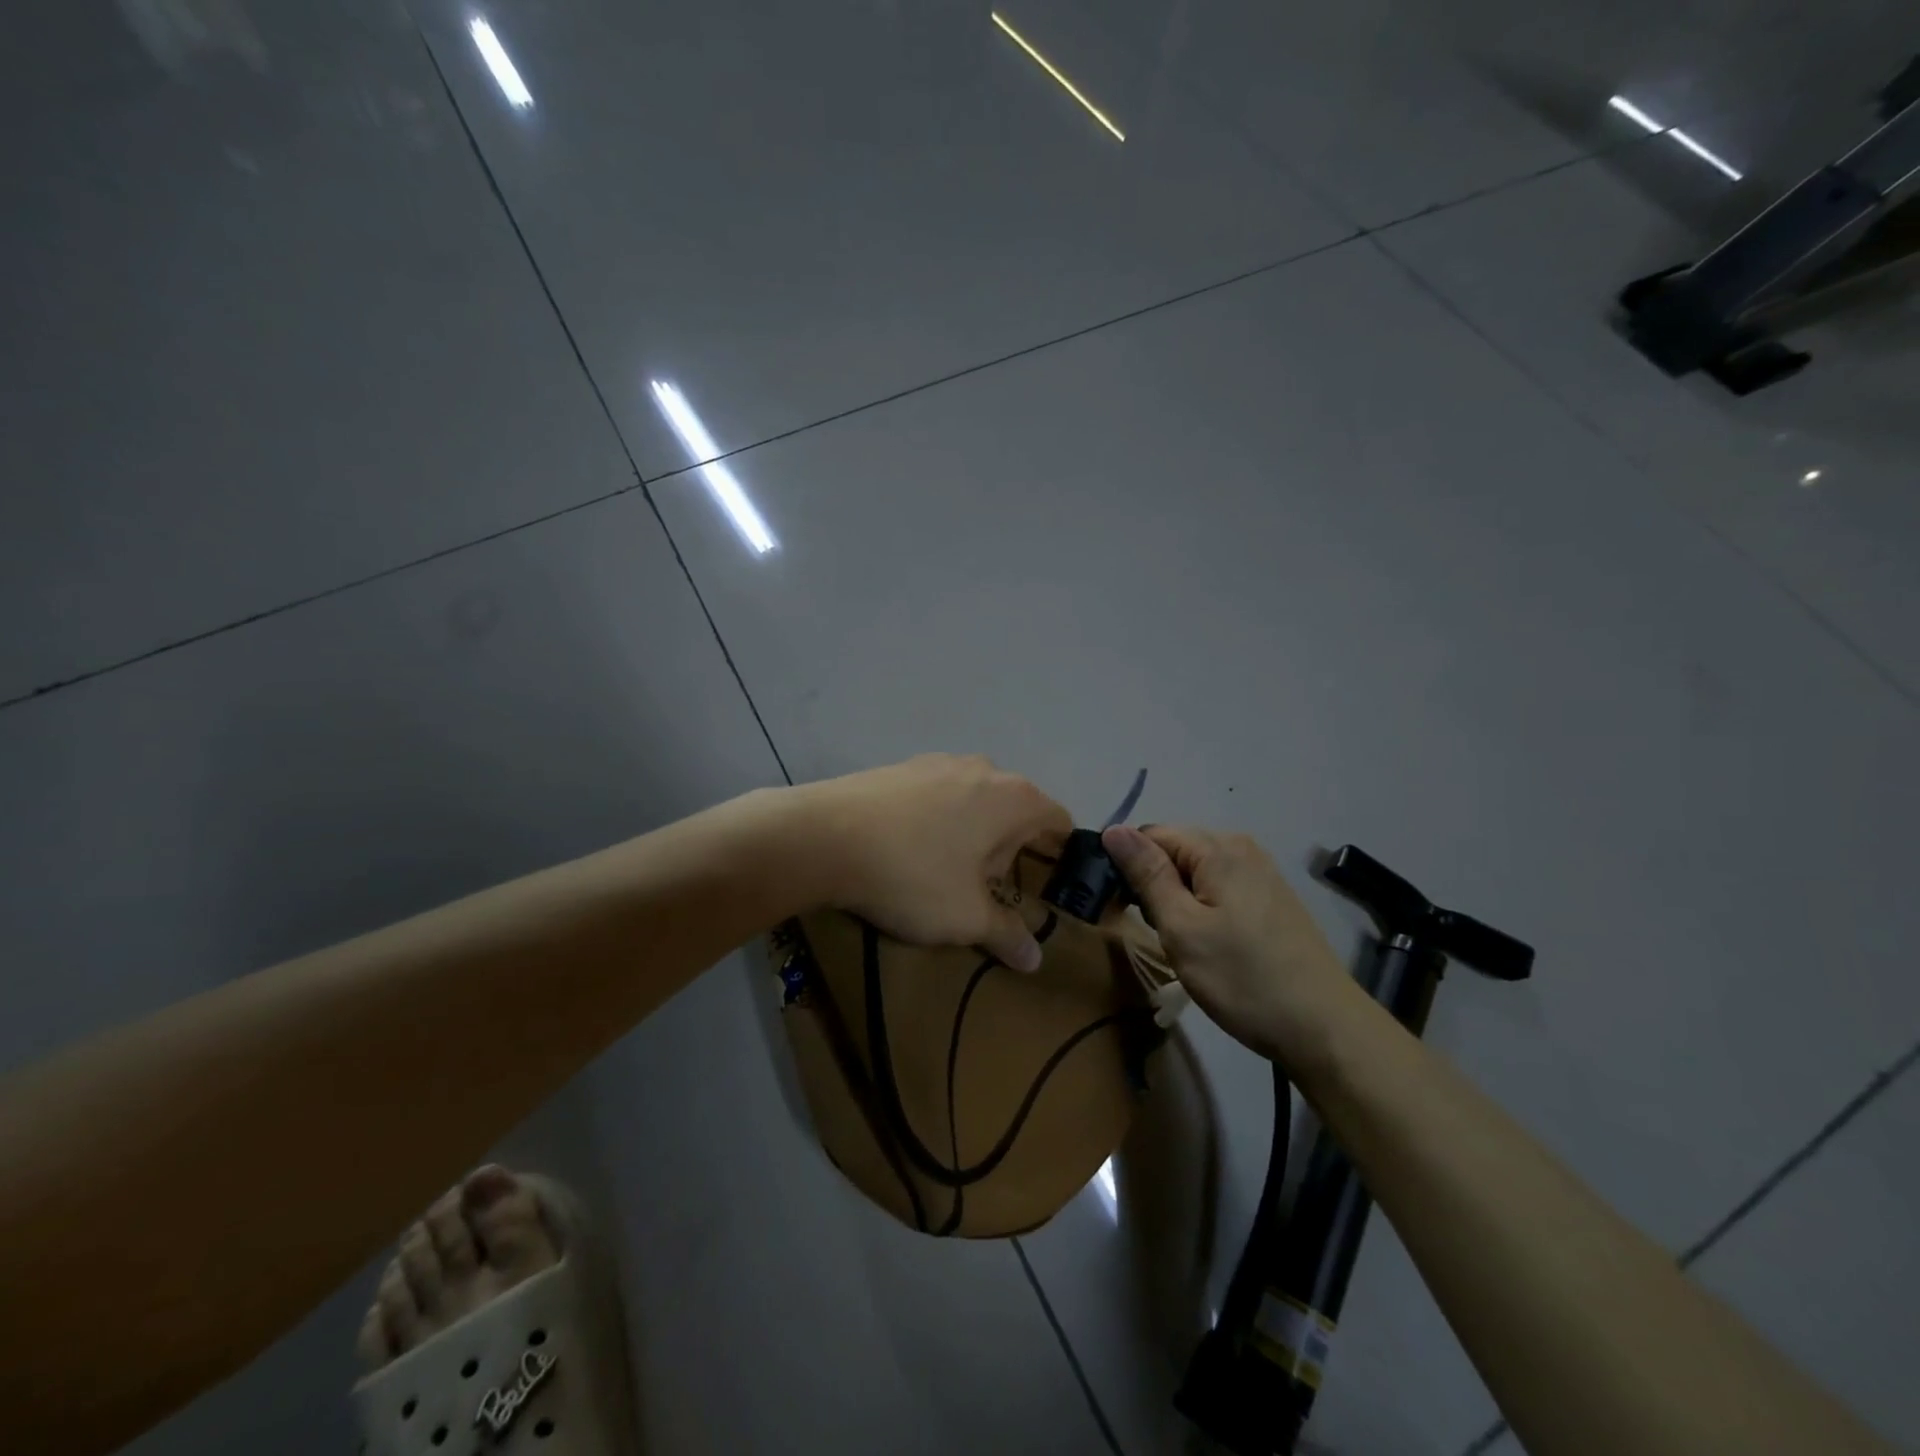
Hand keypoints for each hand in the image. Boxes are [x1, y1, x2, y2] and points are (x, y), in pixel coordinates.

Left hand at [798, 754, 1071, 971]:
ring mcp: (939, 761)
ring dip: (971, 833)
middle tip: (987, 889)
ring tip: (944, 871)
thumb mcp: (965, 916)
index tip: (1051, 885)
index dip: (1061, 854)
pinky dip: (937, 820)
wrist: (823, 836)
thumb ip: (1007, 934)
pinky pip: (937, 795)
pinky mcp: (901, 766)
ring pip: (975, 800)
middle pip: (1015, 810)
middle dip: (1008, 849)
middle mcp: (984, 769)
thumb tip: (1034, 958)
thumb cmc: (913, 875)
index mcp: (1015, 797)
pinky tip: (908, 849)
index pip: (1059, 820)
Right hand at [1101, 824, 1356, 1064]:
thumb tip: (1114, 829)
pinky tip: (1211, 945)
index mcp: (1218, 847)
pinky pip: (1219, 889)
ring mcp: (1261, 874)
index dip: (1127, 866)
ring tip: (1182, 943)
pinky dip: (1203, 909)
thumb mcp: (1181, 927)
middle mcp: (1242, 848)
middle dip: (1154, 884)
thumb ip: (1147, 874)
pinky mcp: (1271, 900)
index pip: (1150, 835)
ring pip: (1196, 873)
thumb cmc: (1243, 978)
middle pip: (1175, 851)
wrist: (1324, 1029)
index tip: (1122, 909)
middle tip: (1156, 932)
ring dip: (1177, 900)